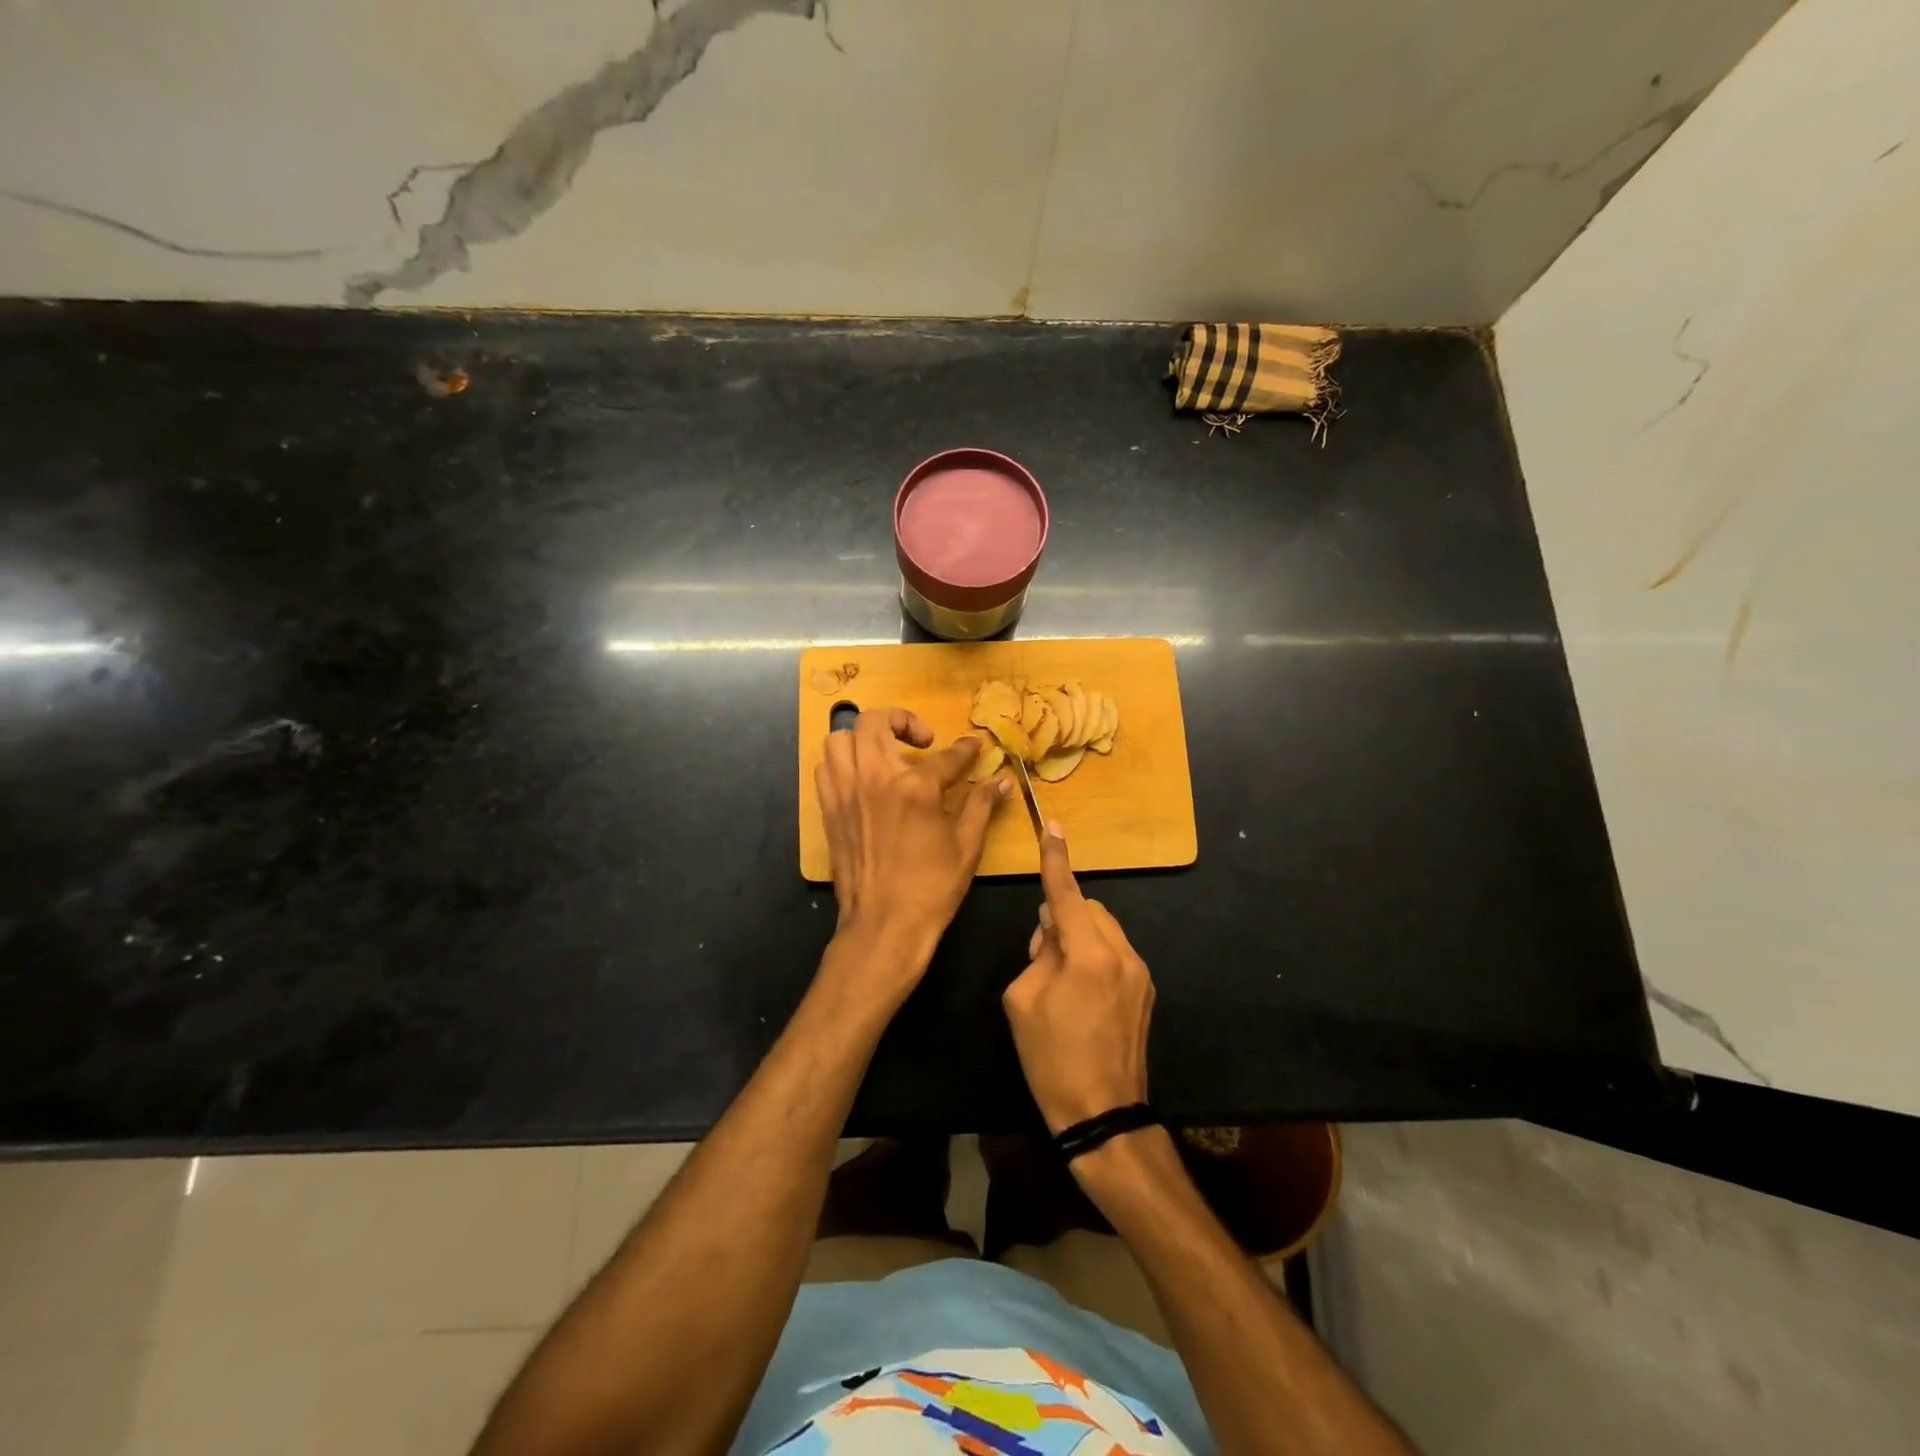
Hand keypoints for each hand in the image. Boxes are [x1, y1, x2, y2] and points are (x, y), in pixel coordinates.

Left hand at [816, 707, 1006, 991]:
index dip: (965, 749)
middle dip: (902, 720)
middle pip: (876, 722)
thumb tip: (1002, 780)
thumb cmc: (931, 888)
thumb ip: (981, 804)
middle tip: (922, 741)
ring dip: (864, 737)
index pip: (945, 756)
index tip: (973, 746)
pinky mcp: (829, 810)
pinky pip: (825, 768)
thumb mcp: (966, 846)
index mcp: (914, 787)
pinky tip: (863, 777)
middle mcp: (874, 778)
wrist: (884, 925)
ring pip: (841, 739)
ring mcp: (845, 792)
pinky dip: (843, 762)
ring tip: (885, 753)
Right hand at [1002, 824, 1154, 1133]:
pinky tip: (1082, 995)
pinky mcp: (1146, 990)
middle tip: (1041, 955)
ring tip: (1061, 979)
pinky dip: (1095, 955)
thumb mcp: (1022, 1000)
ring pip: (1104, 929)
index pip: (1067, 894)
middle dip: (1063, 917)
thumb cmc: (1052, 1059)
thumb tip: (1052, 932)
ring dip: (1080, 937)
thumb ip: (1037, 953)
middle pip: (1089, 909)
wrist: (1104, 1115)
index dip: (1056, 859)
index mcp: (1088, 955)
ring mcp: (1140, 973)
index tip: (1053, 826)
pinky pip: (1115, 953)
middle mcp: (1122, 954)